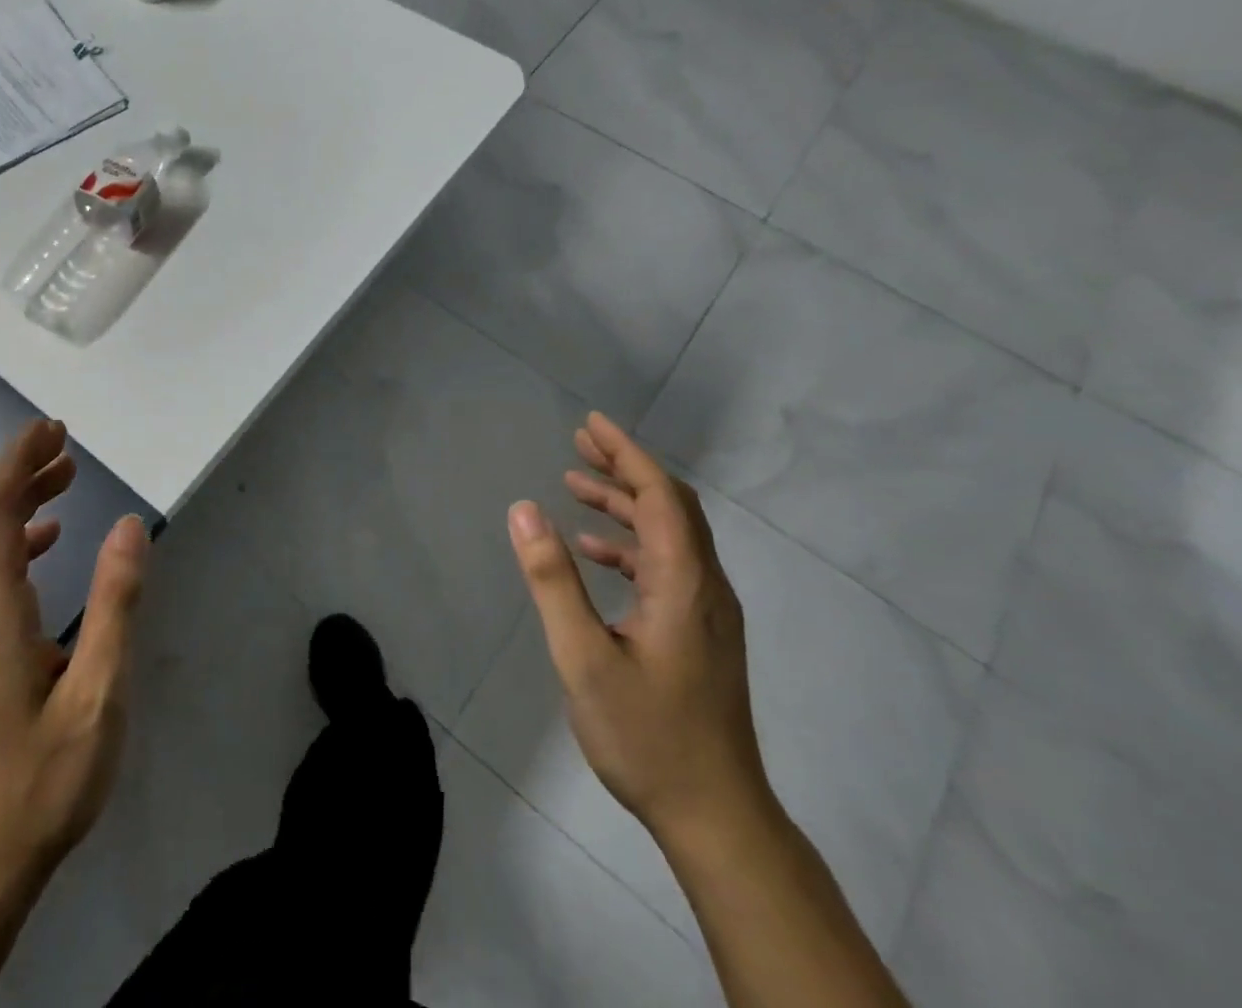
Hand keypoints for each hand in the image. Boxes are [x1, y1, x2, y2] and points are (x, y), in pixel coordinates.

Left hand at [0, 419, 148, 906]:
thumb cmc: (44, 779)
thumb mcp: (98, 692)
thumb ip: (115, 603)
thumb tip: (128, 525)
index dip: (17, 463)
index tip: (52, 431)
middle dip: (16, 470)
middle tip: (63, 442)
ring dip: (15, 499)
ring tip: (63, 477)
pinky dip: (12, 537)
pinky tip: (48, 540)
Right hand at [507, 413, 768, 843]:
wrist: (717, 817)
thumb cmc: (648, 735)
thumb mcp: (584, 656)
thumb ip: (553, 580)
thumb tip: (524, 509)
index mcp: (684, 583)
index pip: (660, 495)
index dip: (625, 453)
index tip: (590, 423)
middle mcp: (705, 587)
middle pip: (670, 506)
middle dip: (625, 468)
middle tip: (579, 443)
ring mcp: (706, 613)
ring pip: (669, 536)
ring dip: (625, 504)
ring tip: (576, 486)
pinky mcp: (699, 634)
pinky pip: (667, 567)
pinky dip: (630, 545)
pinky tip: (595, 552)